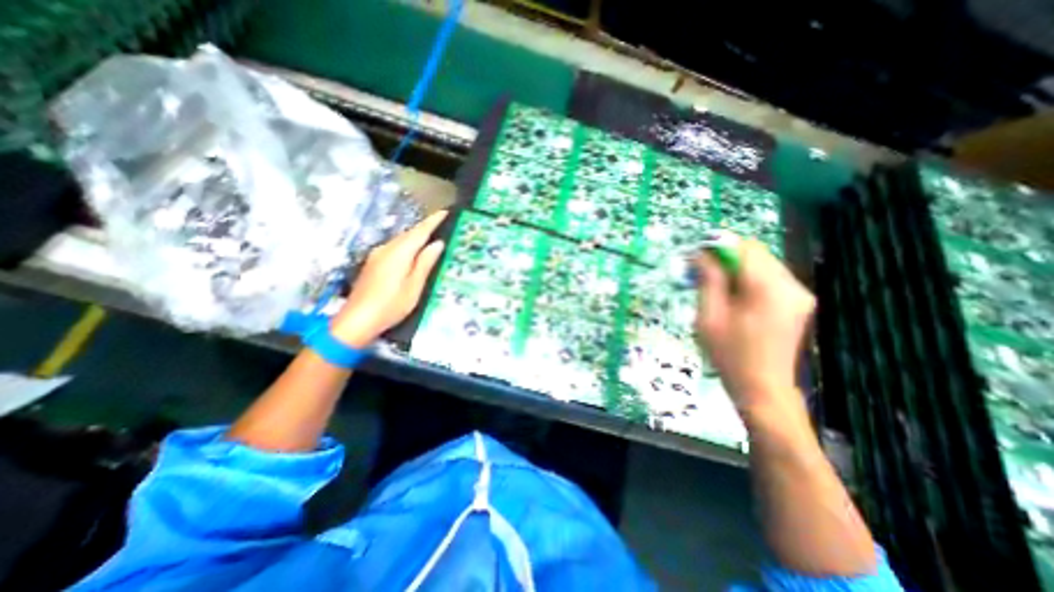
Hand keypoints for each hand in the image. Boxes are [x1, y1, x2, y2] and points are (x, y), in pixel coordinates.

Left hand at [329, 211, 443, 346]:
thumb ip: (425, 263)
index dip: (433, 221)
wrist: (356, 321)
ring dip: (416, 236)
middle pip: (409, 234)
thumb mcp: (414, 286)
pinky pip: (395, 248)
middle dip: (425, 227)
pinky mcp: (373, 263)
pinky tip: (414, 252)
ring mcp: (377, 255)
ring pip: (401, 240)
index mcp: (399, 253)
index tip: (445, 212)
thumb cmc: (390, 306)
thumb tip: (437, 243)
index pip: (419, 232)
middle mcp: (386, 249)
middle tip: (442, 224)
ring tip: (432, 237)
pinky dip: (407, 245)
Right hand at [699, 237, 816, 413]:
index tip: (696, 255)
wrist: (762, 388)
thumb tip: (702, 254)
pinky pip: (770, 278)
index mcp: (768, 289)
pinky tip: (734, 297)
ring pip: (763, 264)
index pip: (744, 248)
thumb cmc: (729, 354)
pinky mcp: (798, 303)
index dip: (718, 245)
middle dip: (726, 257)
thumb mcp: (709, 316)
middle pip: (756, 253)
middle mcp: (791, 285)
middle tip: (701, 272)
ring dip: (736, 268)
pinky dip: (748, 279)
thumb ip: (709, 280)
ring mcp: (799, 294)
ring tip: (715, 286)